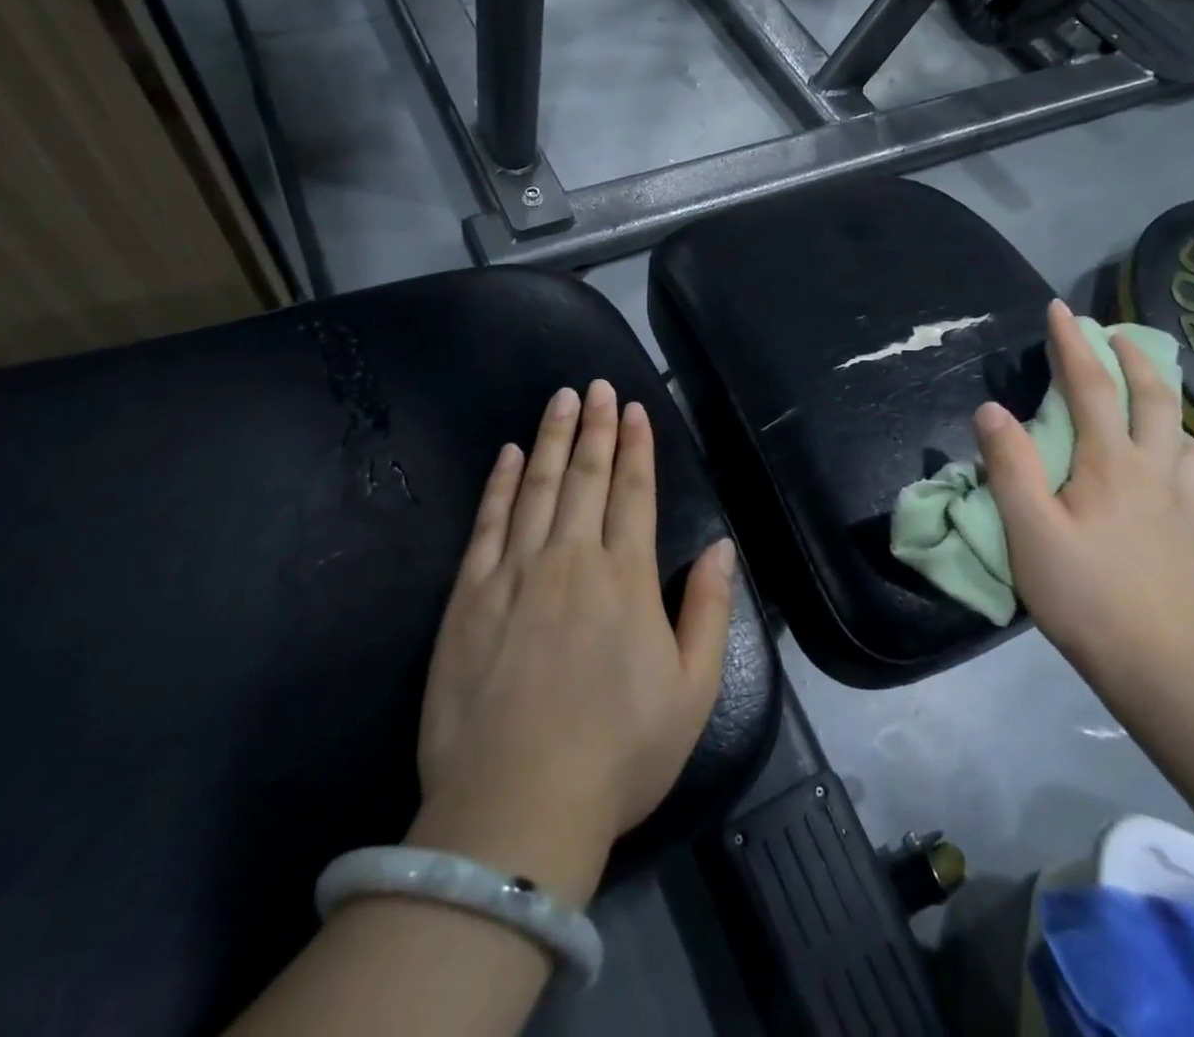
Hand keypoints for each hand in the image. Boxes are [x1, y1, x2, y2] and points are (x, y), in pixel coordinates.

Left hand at [410, 381, 736, 904]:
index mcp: (627, 578)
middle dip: (596, 426)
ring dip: (551, 438)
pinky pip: (488, 523)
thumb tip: (724, 547)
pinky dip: (501, 483)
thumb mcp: (692, 691)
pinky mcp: (469, 596)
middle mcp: (572, 559)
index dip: (637, 447)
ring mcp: (515, 572)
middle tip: (598, 386)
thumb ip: (709, 610)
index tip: (635, 410)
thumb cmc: (618, 754)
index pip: (634, 492)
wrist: (516, 808)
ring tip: (561, 399)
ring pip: (538, 486)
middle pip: (586, 476)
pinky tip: (510, 455)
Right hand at [973, 299, 1193, 700]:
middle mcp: (1155, 472)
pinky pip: (1192, 475)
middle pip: (1156, 398)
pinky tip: (1164, 469)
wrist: (1155, 667)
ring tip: (1146, 398)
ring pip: (1185, 436)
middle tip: (1114, 334)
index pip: (1092, 388)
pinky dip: (1176, 450)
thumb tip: (992, 409)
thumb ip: (1010, 465)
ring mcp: (1183, 505)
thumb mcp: (1028, 530)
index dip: (1074, 345)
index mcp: (1111, 465)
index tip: (1060, 309)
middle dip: (1133, 357)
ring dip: (1165, 403)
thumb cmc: (1081, 594)